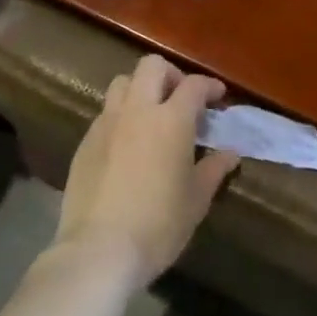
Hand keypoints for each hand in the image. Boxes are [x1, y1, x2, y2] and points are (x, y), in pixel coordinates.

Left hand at [54, 55, 238, 285]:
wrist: (99, 249)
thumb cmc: (158, 225)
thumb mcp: (196, 200)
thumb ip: (214, 169)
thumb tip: (230, 153)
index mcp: (171, 120)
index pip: (194, 85)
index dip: (209, 86)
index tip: (218, 97)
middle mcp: (137, 110)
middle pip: (152, 66)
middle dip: (171, 75)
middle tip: (182, 99)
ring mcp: (107, 123)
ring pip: (123, 83)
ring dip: (141, 89)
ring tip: (152, 115)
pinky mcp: (85, 141)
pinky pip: (106, 113)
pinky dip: (121, 116)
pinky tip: (128, 144)